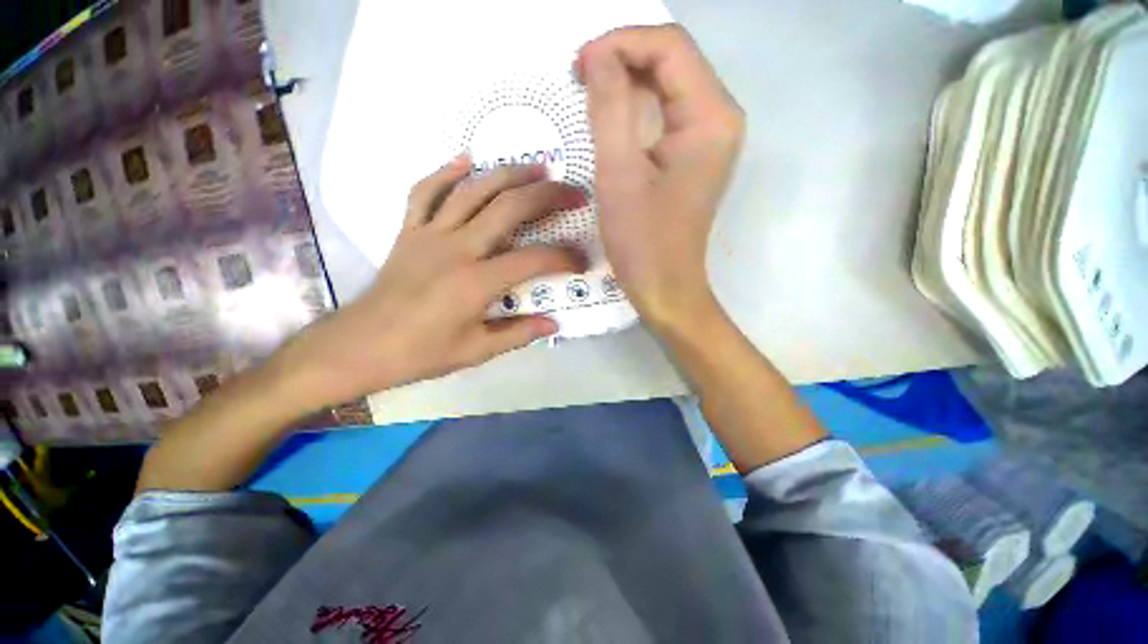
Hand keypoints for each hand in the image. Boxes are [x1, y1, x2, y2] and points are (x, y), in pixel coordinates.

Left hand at [274, 157, 585, 408]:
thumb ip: (519, 333)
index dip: (564, 258)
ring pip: (474, 190)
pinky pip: (426, 191)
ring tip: (537, 167)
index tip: (582, 262)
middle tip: (573, 191)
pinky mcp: (409, 231)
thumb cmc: (421, 353)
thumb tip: (553, 323)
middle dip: (547, 196)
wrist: (360, 345)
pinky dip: (447, 172)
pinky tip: (468, 160)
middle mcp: (457, 248)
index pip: (533, 260)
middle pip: (508, 208)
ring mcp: (429, 234)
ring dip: (509, 174)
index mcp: (476, 282)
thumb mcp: (477, 351)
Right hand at [578, 25, 743, 326]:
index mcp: (711, 117)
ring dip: (627, 82)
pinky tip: (611, 117)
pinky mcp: (695, 157)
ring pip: (669, 86)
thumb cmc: (642, 240)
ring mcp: (710, 139)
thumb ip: (609, 106)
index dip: (621, 43)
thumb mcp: (619, 173)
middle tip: (579, 77)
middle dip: (623, 59)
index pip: (670, 47)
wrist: (665, 286)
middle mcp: (720, 119)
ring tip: (589, 93)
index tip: (579, 65)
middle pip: (673, 61)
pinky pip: (667, 114)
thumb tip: (598, 56)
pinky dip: (636, 107)